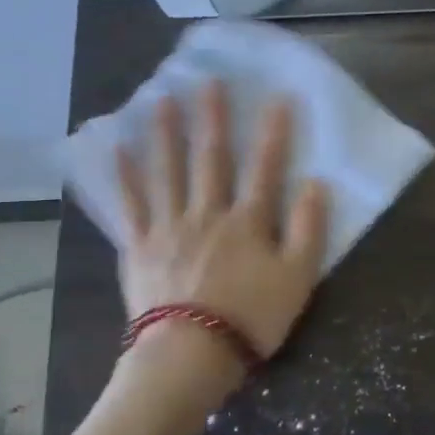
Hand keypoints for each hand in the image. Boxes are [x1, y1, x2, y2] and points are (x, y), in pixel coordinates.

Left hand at [112, 82, 329, 365]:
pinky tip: (117, 150)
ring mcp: (169, 227)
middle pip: (211, 159)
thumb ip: (309, 230)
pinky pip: (131, 205)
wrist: (189, 354)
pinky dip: (124, 177)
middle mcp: (207, 213)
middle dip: (213, 118)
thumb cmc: (251, 318)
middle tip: (209, 81)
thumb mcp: (297, 279)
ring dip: (165, 133)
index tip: (277, 97)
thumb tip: (316, 185)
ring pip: (167, 171)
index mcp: (248, 221)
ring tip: (160, 98)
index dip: (274, 132)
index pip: (265, 167)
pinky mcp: (139, 247)